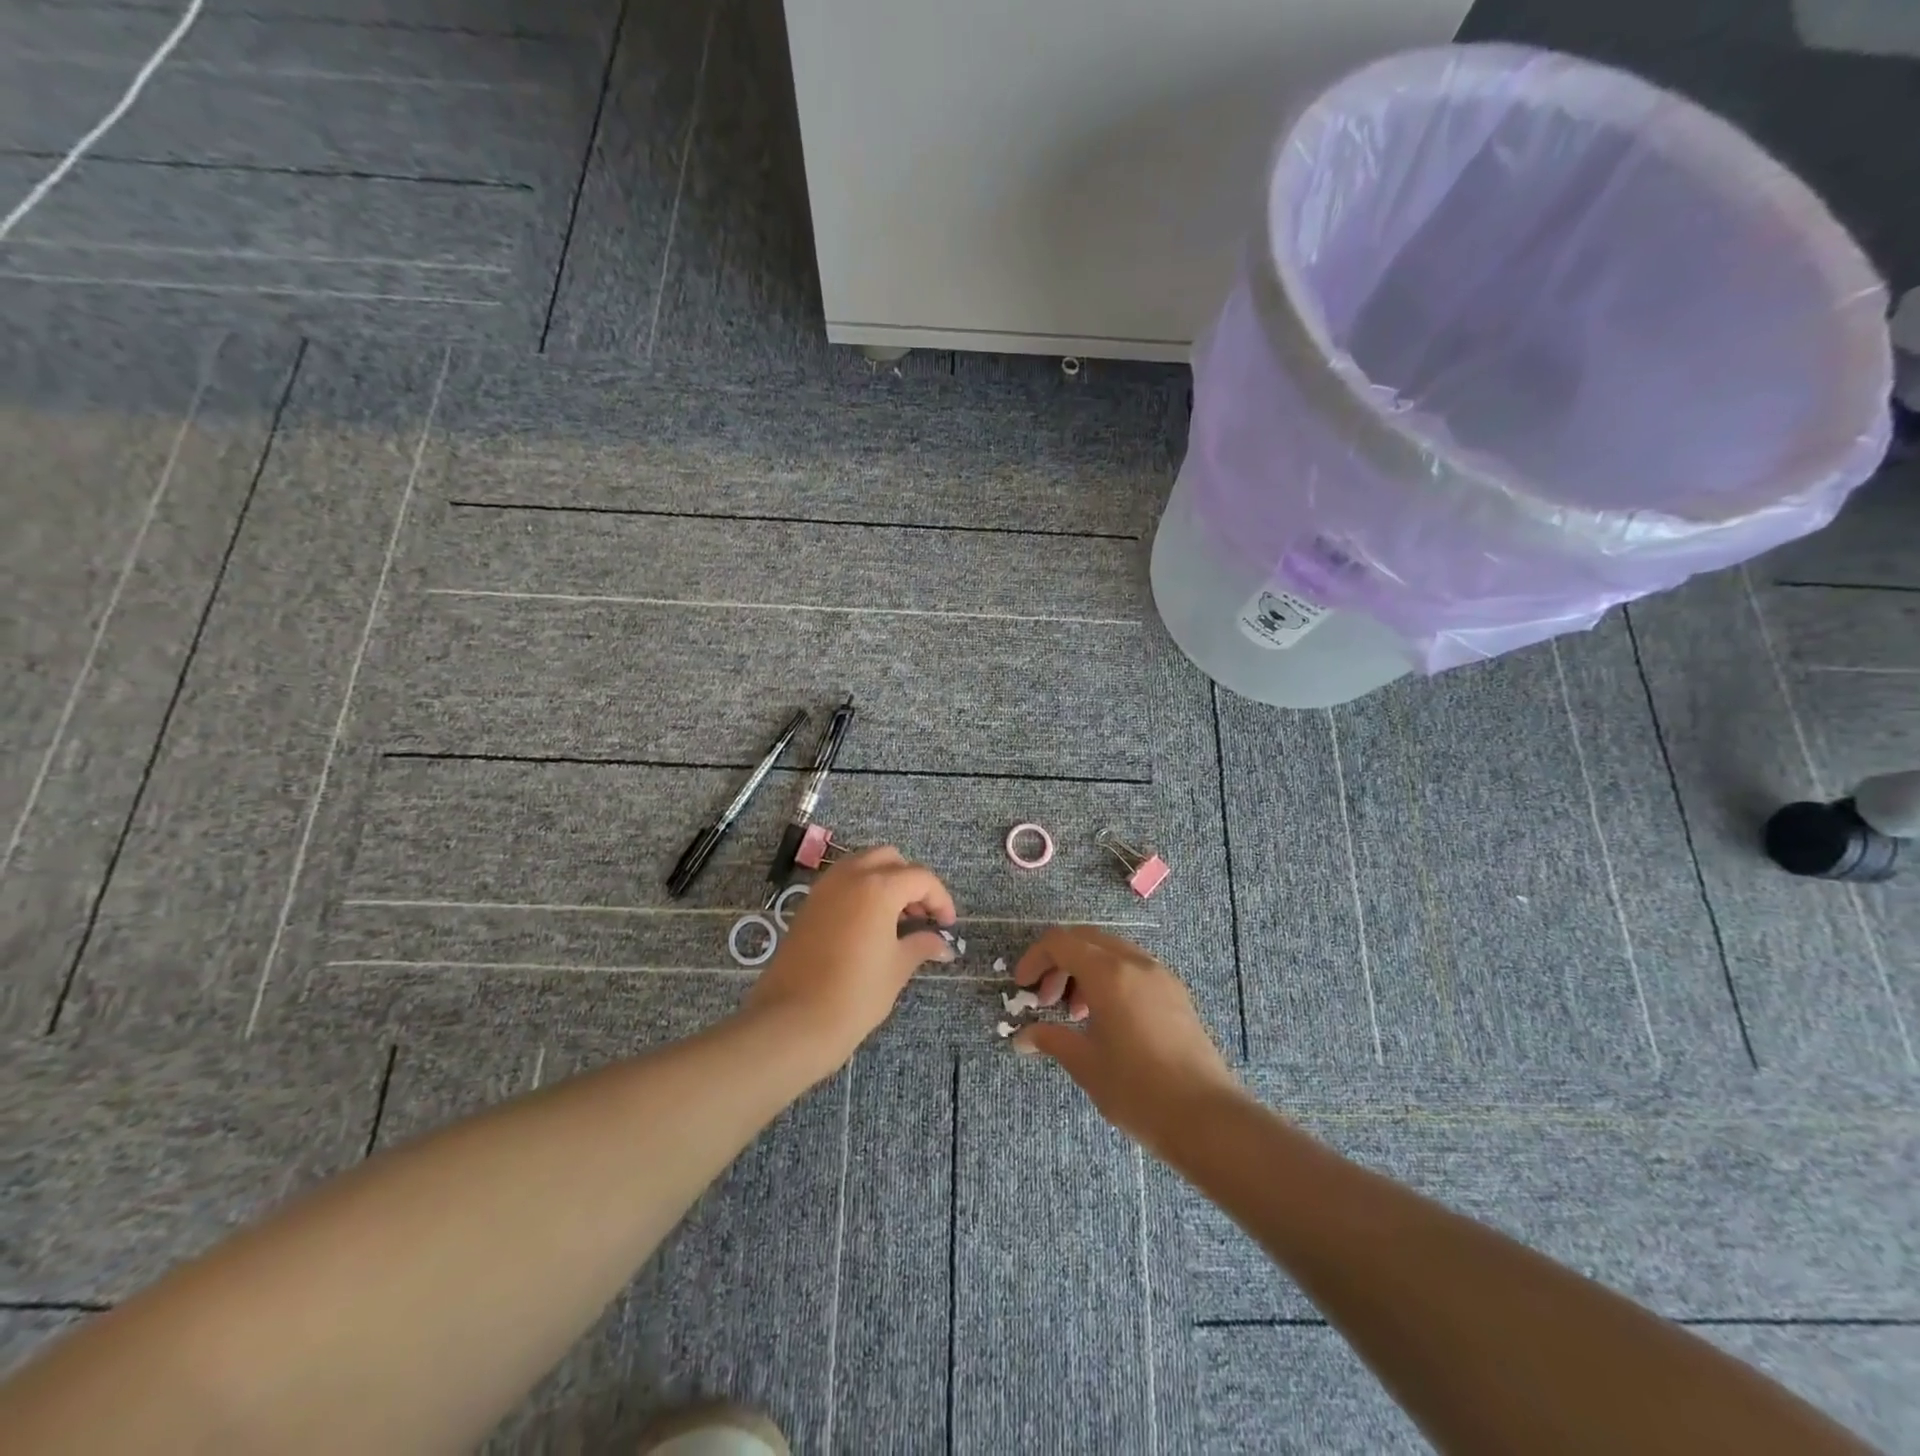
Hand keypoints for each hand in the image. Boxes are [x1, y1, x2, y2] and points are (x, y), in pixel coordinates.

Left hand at [743, 847, 956, 1074]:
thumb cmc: (855, 994)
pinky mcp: (808, 904)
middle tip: (920, 917)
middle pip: (890, 859)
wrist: (793, 1021)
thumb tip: (941, 944)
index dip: (940, 899)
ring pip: (862, 865)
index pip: (920, 878)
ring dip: (884, 882)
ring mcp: (824, 887)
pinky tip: (868, 926)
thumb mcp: (896, 968)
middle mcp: (850, 876)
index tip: (947, 925)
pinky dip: (861, 891)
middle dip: (910, 882)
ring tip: (895, 922)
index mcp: (878, 887)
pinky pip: (842, 882)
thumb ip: (921, 945)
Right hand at [1012, 926, 1242, 1155]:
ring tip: (1076, 1014)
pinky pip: (1133, 968)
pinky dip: (1110, 978)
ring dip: (1084, 970)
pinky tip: (1107, 1019)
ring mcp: (1160, 975)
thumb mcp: (1086, 1064)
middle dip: (1059, 963)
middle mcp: (1135, 962)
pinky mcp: (1176, 993)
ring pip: (1111, 952)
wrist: (1207, 1119)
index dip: (1035, 958)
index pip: (1060, 943)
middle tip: (1045, 1000)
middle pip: (1085, 940)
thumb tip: (1022, 1038)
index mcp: (1108, 973)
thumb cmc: (1138, 1090)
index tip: (1022, 987)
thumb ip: (1051, 1040)